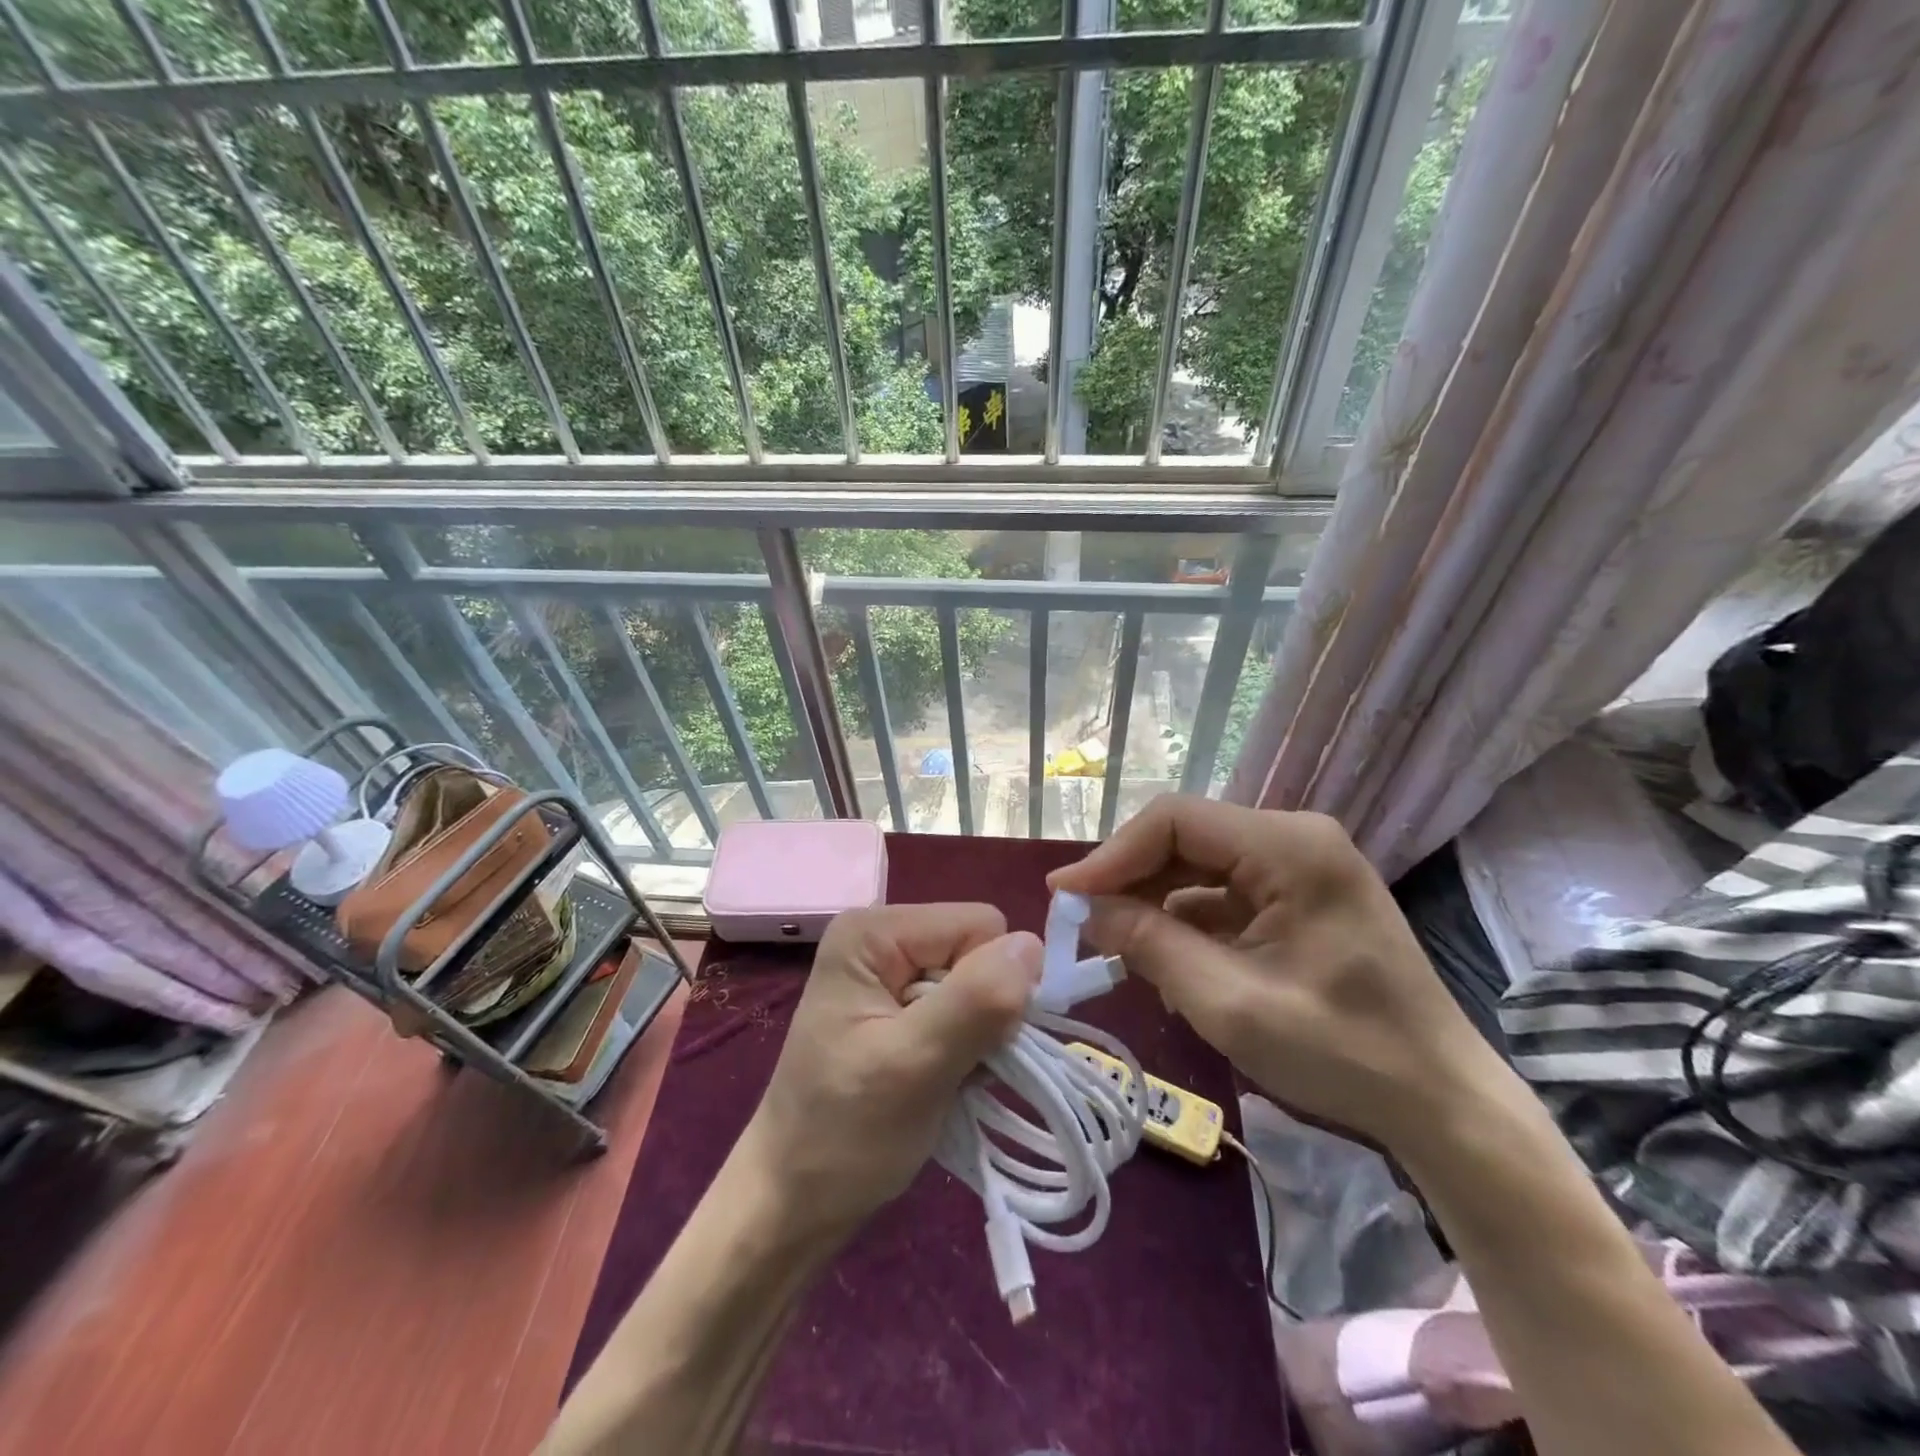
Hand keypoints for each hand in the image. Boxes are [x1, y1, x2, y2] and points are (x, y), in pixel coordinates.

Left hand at [736, 903, 1040, 1237]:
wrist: (794, 1202)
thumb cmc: (844, 1135)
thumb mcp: (914, 1066)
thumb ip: (975, 1001)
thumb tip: (1032, 945)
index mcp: (874, 931)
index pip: (979, 925)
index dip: (992, 982)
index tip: (969, 1042)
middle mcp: (882, 937)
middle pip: (978, 950)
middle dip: (984, 1011)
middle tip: (951, 1067)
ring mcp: (889, 972)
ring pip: (978, 983)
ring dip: (978, 1036)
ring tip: (943, 1079)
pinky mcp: (899, 1006)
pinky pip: (963, 1008)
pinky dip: (966, 1048)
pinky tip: (941, 1081)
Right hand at [1048, 796, 1512, 1151]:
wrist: (1442, 1107)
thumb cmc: (1342, 1054)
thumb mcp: (1229, 1003)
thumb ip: (1150, 944)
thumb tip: (1086, 909)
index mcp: (1290, 846)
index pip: (1175, 820)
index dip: (1112, 854)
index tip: (1065, 897)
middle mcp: (1295, 839)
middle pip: (1186, 838)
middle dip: (1129, 879)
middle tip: (1078, 921)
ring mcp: (1300, 868)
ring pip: (1199, 866)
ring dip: (1152, 901)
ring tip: (1110, 944)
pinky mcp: (1299, 899)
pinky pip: (1223, 893)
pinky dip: (1184, 920)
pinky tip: (1157, 956)